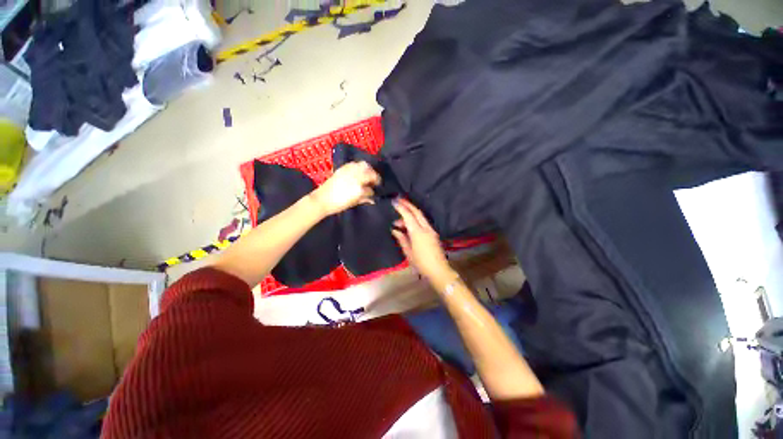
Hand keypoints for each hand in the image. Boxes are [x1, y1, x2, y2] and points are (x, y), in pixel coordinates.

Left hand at [310, 161, 379, 215]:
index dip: (373, 191)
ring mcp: (350, 171)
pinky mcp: (343, 168)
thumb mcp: (354, 203)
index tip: (374, 190)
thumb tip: (372, 199)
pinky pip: (355, 164)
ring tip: (367, 174)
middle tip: (374, 181)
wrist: (322, 199)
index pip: (371, 189)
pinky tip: (358, 171)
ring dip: (368, 169)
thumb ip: (365, 199)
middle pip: (371, 173)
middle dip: (374, 176)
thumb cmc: (339, 205)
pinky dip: (359, 166)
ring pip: (364, 165)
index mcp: (360, 189)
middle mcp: (357, 178)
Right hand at [391, 199, 454, 283]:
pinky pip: (423, 222)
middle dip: (408, 204)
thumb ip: (401, 239)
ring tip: (398, 221)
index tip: (394, 202)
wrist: (439, 270)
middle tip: (399, 200)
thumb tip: (395, 230)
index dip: (401, 208)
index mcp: (418, 232)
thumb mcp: (408, 252)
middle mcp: (426, 228)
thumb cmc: (421, 263)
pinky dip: (415, 220)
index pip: (408, 216)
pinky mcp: (433, 234)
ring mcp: (431, 230)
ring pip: (420, 217)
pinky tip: (408, 225)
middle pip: (417, 212)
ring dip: (410, 214)